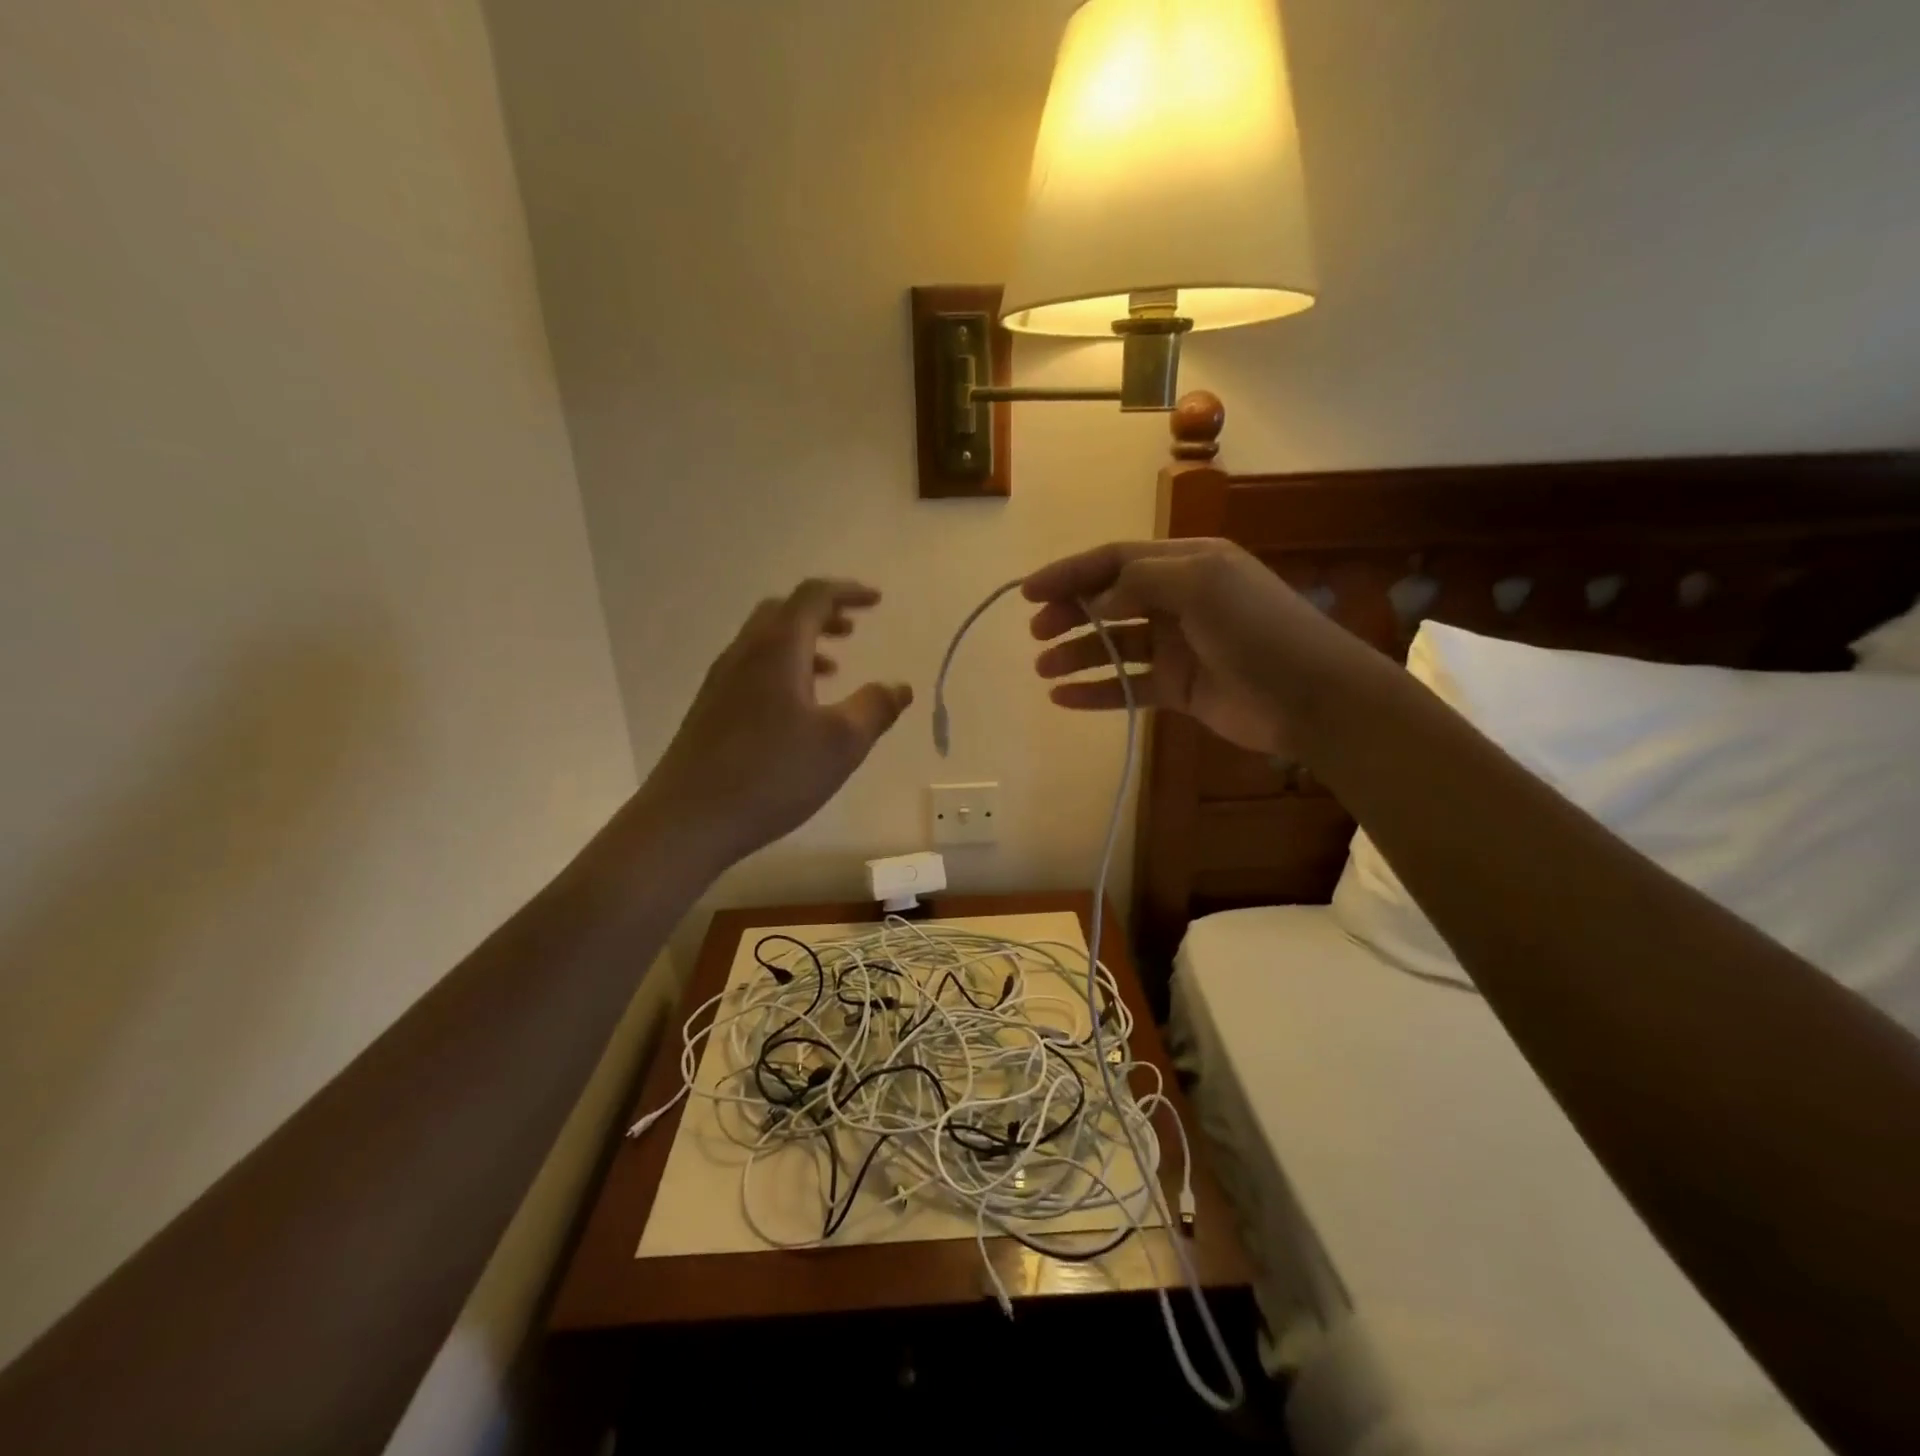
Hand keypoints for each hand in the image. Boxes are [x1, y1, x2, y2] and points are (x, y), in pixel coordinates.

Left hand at [636, 579, 910, 874]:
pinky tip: (796, 709)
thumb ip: (875, 708)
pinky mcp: (709, 710)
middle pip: (783, 611)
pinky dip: (782, 669)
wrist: (687, 819)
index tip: (877, 601)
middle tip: (852, 630)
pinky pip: (752, 668)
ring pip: (765, 642)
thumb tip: (899, 686)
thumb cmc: (772, 774)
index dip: (848, 592)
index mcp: (777, 648)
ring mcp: (721, 681)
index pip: (813, 596)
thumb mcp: (841, 743)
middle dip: (822, 614)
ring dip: (802, 643)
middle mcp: (744, 653)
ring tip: (833, 669)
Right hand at [1024, 539, 1354, 755]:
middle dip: (1070, 612)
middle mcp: (1179, 599)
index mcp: (1187, 563)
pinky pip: (1127, 686)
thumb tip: (1098, 598)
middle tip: (1036, 632)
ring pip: (1114, 645)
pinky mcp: (1178, 688)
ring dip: (1077, 654)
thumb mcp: (1202, 583)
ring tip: (1042, 669)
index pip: (1115, 559)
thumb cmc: (1257, 630)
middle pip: (1109, 600)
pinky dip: (1096, 691)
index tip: (1029, 592)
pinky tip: (1063, 698)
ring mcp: (1178, 646)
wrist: (1310, 697)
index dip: (1070, 572)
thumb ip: (1141, 581)